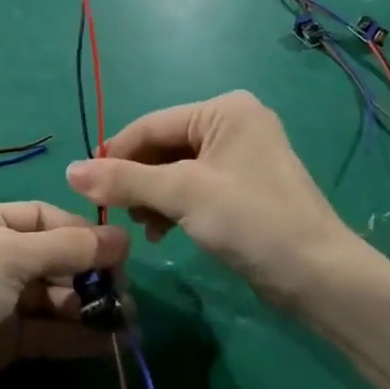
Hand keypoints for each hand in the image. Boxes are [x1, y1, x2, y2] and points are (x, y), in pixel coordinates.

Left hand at [0, 202, 128, 388]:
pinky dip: (77, 335)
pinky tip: (110, 344)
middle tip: (125, 292)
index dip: (80, 231)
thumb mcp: (8, 256)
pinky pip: (49, 331)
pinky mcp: (5, 342)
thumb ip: (66, 247)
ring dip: (88, 307)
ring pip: (54, 297)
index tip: (120, 251)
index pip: (42, 216)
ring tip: (126, 321)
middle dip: (88, 273)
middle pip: (52, 257)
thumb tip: (123, 238)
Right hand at [66, 91, 376, 310]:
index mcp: (224, 109)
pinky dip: (174, 206)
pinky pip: (194, 186)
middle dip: (138, 180)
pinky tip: (162, 232)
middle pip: (163, 146)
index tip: (85, 186)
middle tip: (118, 214)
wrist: (320, 278)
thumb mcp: (182, 195)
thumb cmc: (252, 221)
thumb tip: (69, 171)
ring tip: (144, 228)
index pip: (152, 125)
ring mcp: (240, 155)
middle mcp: (232, 123)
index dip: (116, 154)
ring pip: (175, 169)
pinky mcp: (243, 186)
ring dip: (153, 196)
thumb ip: (125, 180)